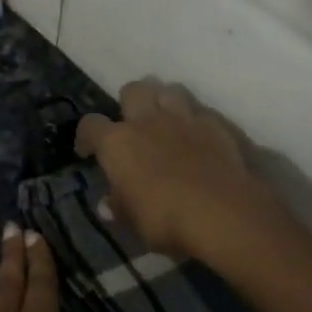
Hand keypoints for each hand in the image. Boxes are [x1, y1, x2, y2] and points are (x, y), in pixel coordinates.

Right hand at [74, 77, 288, 263]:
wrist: (224, 213)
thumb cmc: (167, 220)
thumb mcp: (135, 222)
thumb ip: (120, 207)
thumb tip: (108, 204)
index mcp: (118, 142)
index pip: (91, 125)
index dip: (87, 136)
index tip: (88, 152)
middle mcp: (148, 120)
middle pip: (133, 90)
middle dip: (130, 103)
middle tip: (133, 125)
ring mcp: (184, 117)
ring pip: (169, 89)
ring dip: (164, 101)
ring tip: (166, 121)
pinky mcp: (217, 124)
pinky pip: (201, 111)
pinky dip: (196, 120)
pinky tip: (199, 137)